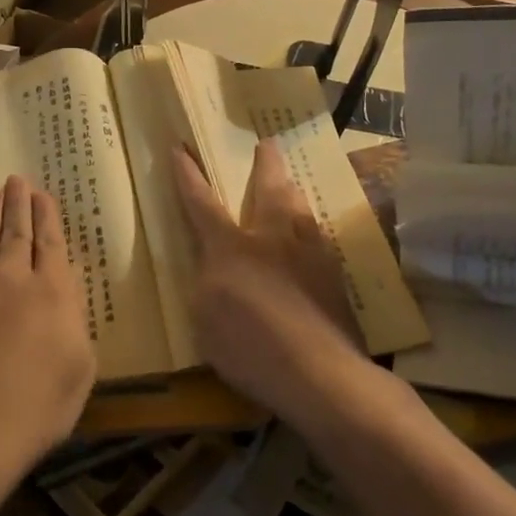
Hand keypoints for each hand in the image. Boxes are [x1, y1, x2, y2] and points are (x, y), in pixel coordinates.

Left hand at [0, 175, 96, 504]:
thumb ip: (75, 324)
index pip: (51, 243)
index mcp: (52, 293)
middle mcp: (12, 277)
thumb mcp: (79, 371)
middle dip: (19, 203)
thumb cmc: (34, 411)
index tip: (43, 194)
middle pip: (17, 232)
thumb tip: (65, 296)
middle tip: (17, 180)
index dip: (47, 216)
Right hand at [173, 140, 369, 422]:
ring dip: (292, 190)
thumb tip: (213, 267)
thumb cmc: (249, 347)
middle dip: (265, 163)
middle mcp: (272, 238)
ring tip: (291, 184)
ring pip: (301, 207)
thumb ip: (206, 284)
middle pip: (269, 189)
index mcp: (231, 247)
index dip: (189, 176)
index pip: (202, 203)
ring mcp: (310, 253)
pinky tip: (314, 236)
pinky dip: (311, 228)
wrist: (318, 372)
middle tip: (267, 143)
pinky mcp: (334, 275)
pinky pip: (319, 237)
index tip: (181, 148)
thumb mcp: (204, 319)